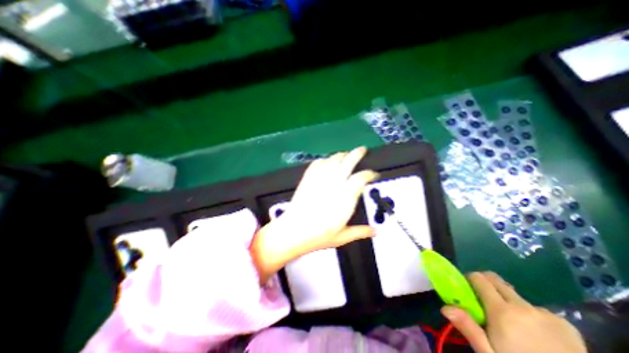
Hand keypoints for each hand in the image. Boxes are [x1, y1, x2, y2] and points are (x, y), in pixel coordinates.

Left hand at [250, 147, 377, 283]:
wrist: (293, 231)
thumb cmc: (318, 236)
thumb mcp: (342, 237)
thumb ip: (360, 232)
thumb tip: (375, 232)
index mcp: (345, 198)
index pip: (360, 179)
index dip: (369, 174)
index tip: (373, 174)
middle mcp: (334, 184)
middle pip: (347, 162)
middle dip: (357, 154)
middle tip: (362, 150)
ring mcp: (320, 180)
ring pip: (332, 160)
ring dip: (341, 155)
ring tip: (346, 154)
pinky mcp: (308, 179)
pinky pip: (317, 164)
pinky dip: (324, 160)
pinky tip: (326, 161)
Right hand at [441, 271, 584, 352]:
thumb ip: (469, 328)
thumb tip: (445, 307)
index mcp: (502, 311)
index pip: (479, 278)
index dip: (470, 279)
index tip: (467, 290)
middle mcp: (523, 306)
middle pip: (496, 281)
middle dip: (485, 285)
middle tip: (482, 302)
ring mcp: (546, 314)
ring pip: (515, 295)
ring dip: (507, 301)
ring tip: (512, 324)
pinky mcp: (566, 324)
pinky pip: (536, 308)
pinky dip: (528, 314)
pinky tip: (536, 335)